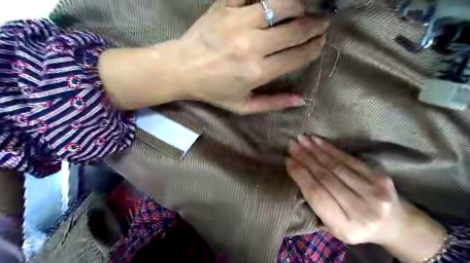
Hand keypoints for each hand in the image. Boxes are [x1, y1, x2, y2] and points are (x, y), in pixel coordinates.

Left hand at [175, 0, 327, 113]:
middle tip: (322, 23)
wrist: (181, 69)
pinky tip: (275, 3)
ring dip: (298, 6)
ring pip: (281, 4)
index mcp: (257, 72)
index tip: (320, 43)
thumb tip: (301, 99)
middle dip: (315, 26)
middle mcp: (252, 46)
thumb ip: (273, 103)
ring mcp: (238, 22)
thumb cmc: (213, 90)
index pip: (297, 56)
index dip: (314, 48)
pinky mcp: (225, 6)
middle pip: (295, 29)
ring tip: (302, 11)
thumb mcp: (243, 106)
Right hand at [289, 136, 444, 262]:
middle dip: (305, 158)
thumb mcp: (333, 226)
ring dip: (316, 150)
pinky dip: (331, 148)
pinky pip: (349, 159)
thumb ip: (316, 205)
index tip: (288, 161)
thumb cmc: (356, 226)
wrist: (394, 224)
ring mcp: (373, 192)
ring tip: (301, 139)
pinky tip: (318, 141)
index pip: (316, 195)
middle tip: (292, 145)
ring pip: (336, 166)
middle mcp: (361, 210)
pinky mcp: (379, 177)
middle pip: (326, 177)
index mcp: (345, 227)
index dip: (301, 175)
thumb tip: (298, 173)